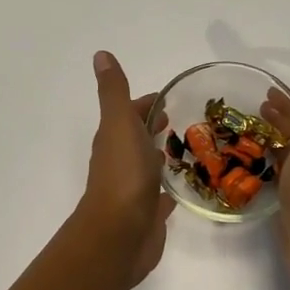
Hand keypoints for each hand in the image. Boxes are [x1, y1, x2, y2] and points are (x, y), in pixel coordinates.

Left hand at [76, 51, 176, 288]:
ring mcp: (134, 189)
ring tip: (190, 151)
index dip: (146, 104)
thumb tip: (100, 54)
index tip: (170, 99)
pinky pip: (159, 197)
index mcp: (114, 138)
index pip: (130, 112)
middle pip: (138, 138)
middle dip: (156, 128)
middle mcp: (121, 162)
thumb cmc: (123, 174)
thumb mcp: (119, 124)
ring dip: (160, 157)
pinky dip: (167, 190)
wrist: (119, 234)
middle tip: (185, 123)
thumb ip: (113, 92)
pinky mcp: (147, 215)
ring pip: (148, 167)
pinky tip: (180, 191)